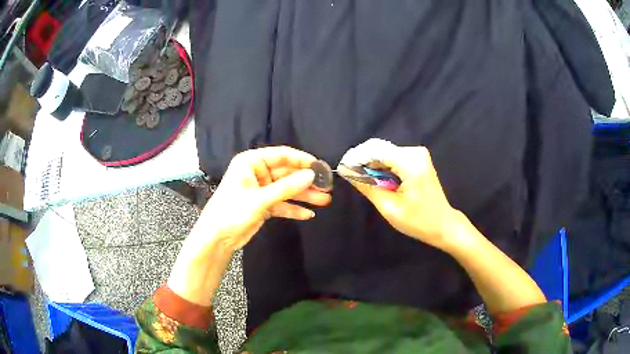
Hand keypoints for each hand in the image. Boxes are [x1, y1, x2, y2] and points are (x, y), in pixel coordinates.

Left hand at [168, 146, 331, 305]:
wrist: (216, 238)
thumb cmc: (232, 212)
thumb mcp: (260, 199)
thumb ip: (286, 187)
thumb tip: (312, 175)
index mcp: (251, 162)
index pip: (282, 155)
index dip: (302, 160)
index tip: (321, 167)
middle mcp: (257, 172)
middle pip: (287, 173)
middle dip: (306, 181)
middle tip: (327, 187)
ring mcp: (261, 189)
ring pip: (287, 189)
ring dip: (304, 195)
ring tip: (324, 200)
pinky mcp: (263, 205)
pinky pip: (282, 204)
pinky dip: (293, 208)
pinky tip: (308, 214)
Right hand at [342, 139, 459, 249]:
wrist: (443, 224)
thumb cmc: (418, 221)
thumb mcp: (390, 207)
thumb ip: (367, 186)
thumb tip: (346, 170)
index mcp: (411, 163)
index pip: (375, 150)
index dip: (355, 157)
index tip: (341, 168)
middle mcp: (415, 152)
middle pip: (379, 149)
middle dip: (362, 161)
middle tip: (349, 177)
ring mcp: (417, 154)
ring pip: (384, 152)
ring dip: (371, 165)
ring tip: (362, 181)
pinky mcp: (417, 159)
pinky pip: (392, 157)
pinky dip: (381, 167)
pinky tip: (377, 180)